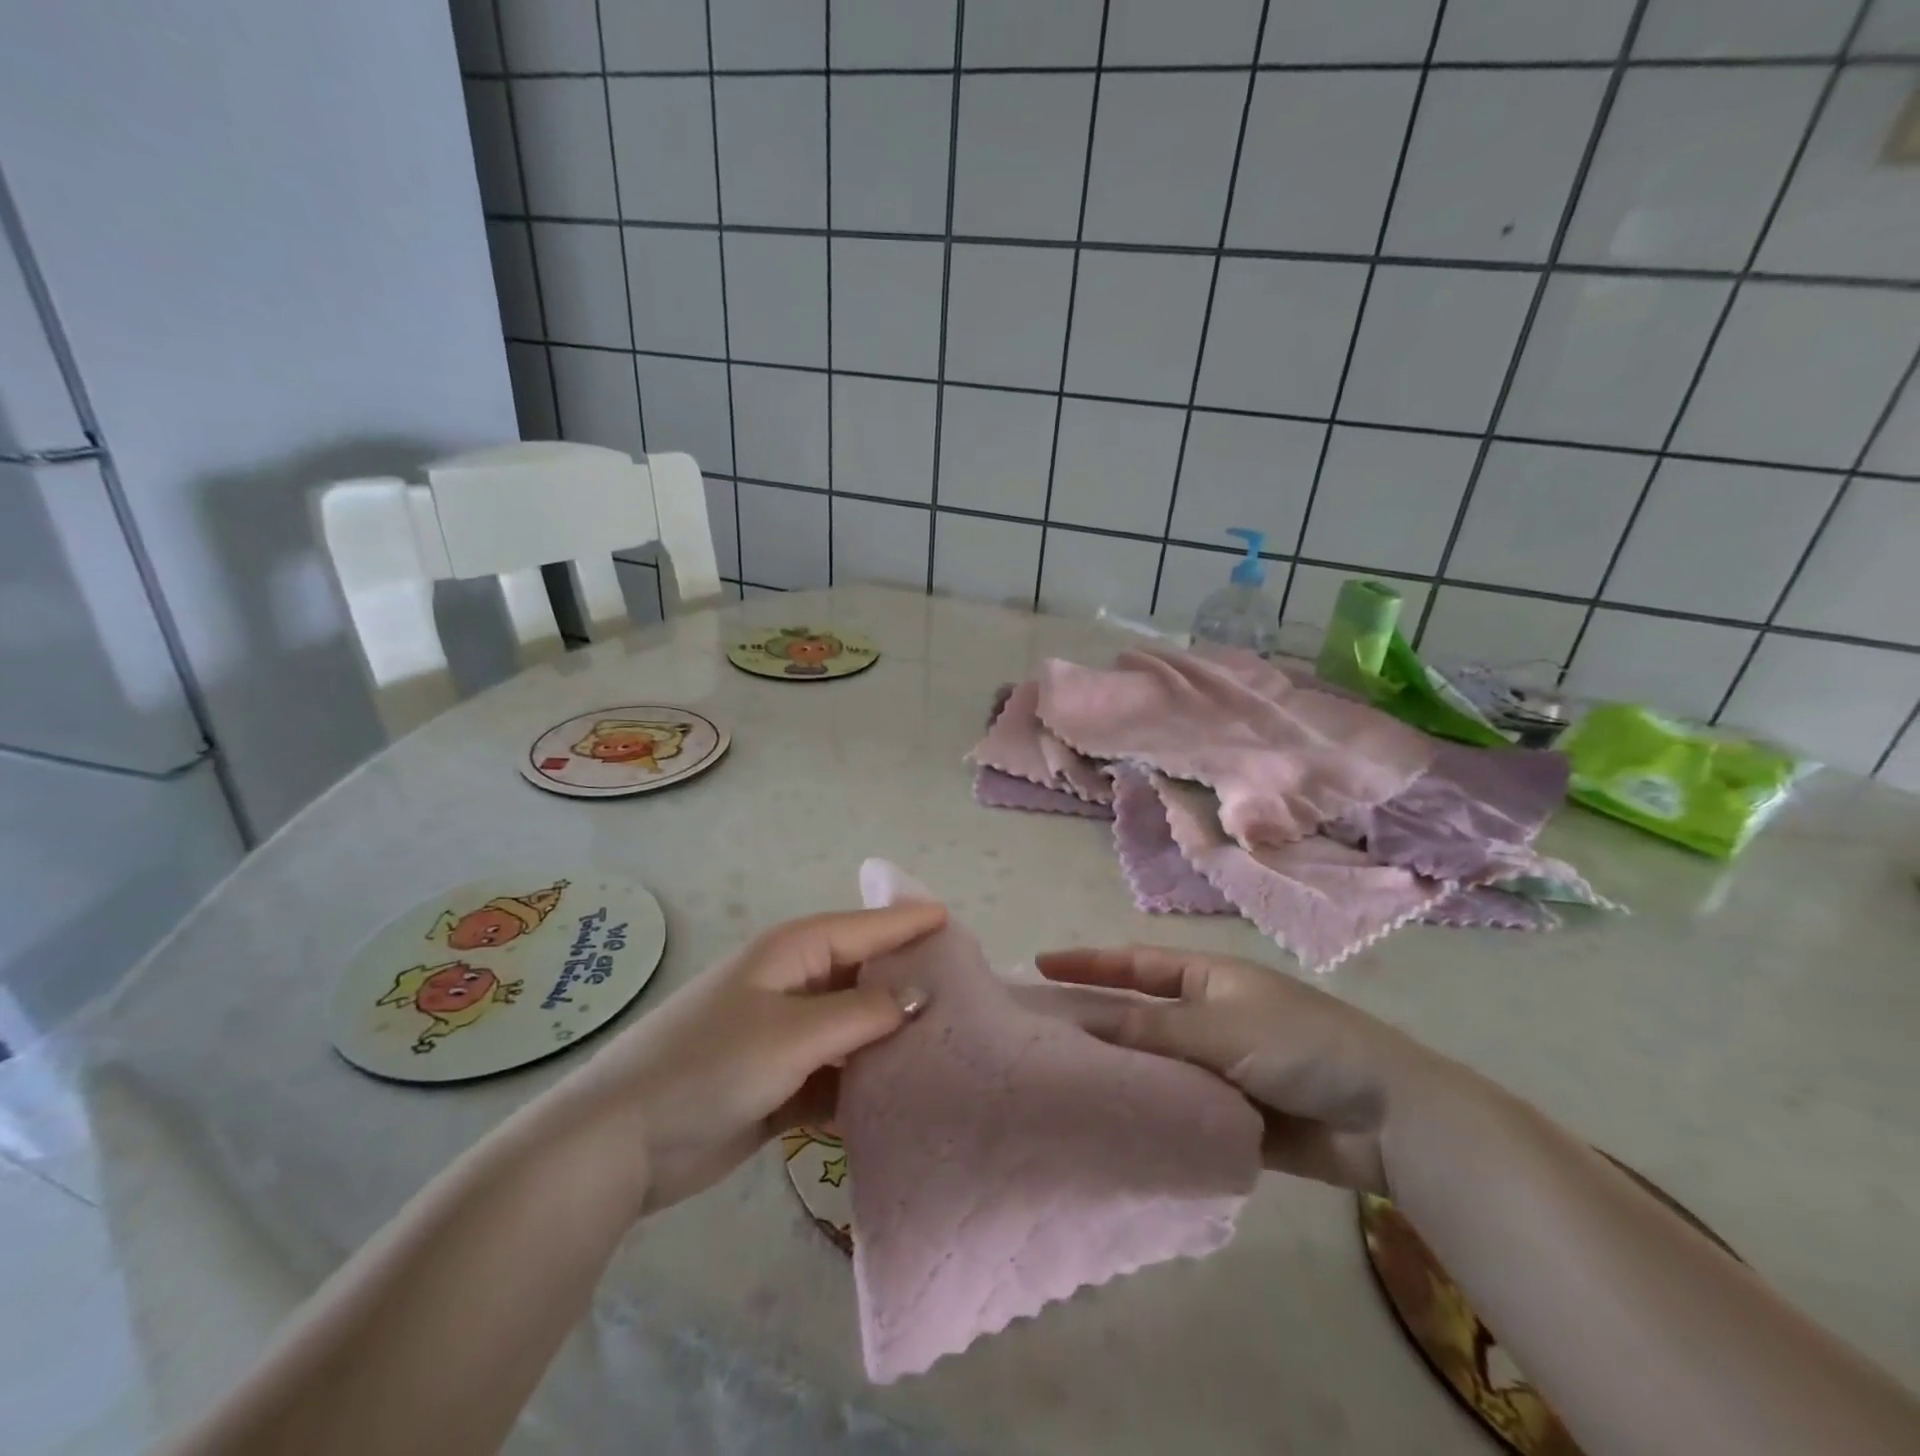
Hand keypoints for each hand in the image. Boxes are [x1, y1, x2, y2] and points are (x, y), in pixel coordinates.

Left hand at [560, 903, 943, 1213]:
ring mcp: (787, 1034)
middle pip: (864, 976)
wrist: (622, 1143)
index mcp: (793, 952)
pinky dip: (864, 1084)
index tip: (959, 926)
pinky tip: (902, 1099)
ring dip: (890, 1040)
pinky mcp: (781, 1082)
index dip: (911, 925)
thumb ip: (863, 1012)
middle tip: (970, 996)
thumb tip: (921, 994)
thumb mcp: (793, 1033)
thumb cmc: (710, 1066)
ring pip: (854, 1028)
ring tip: (950, 1049)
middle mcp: (794, 984)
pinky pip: (837, 1074)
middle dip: (909, 985)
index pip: (867, 928)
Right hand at [1036, 945, 1458, 1193]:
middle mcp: (1208, 1018)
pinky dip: (1152, 1117)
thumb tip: (1084, 1024)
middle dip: (1095, 1023)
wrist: (1387, 1119)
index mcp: (1208, 979)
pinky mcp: (1232, 1116)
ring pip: (1155, 1067)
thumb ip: (1150, 1028)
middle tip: (1039, 1037)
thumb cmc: (1300, 1047)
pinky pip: (1179, 1111)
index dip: (1088, 964)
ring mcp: (1219, 1068)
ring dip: (1121, 1076)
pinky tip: (1114, 1130)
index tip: (1039, 966)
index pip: (1135, 964)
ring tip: (1064, 1087)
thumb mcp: (1219, 1027)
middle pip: (1139, 1016)